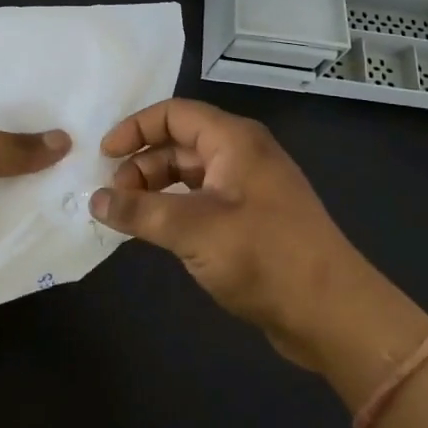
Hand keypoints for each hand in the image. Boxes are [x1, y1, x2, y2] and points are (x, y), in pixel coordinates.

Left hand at [0, 90, 68, 326]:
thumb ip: (12, 146)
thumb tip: (64, 141)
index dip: (15, 91)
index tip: (60, 84)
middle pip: (0, 137)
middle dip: (38, 133)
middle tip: (88, 119)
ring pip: (11, 176)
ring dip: (42, 173)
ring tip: (94, 155)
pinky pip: (13, 212)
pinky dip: (37, 208)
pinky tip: (77, 196)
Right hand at [92, 98, 393, 369]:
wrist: (332, 313)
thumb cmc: (263, 257)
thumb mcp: (193, 230)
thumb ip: (139, 212)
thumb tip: (94, 200)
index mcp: (234, 141)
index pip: (174, 114)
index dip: (135, 128)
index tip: (103, 156)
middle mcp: (242, 155)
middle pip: (180, 143)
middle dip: (142, 164)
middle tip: (111, 196)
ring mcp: (249, 188)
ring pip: (190, 174)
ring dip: (155, 189)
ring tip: (127, 216)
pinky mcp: (252, 220)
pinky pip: (202, 201)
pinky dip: (174, 209)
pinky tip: (156, 231)